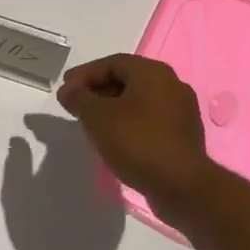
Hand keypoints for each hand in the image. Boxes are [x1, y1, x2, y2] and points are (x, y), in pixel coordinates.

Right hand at [56, 54, 218, 217]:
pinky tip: (115, 139)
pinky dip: (129, 123)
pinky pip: (150, 120)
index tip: (65, 91)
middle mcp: (172, 84)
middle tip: (76, 106)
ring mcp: (181, 111)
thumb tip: (68, 90)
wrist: (181, 186)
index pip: (112, 63)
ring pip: (138, 101)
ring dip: (112, 108)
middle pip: (127, 79)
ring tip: (91, 124)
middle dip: (97, 91)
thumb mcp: (97, 117)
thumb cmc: (137, 142)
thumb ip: (78, 98)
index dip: (84, 75)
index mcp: (153, 73)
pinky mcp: (184, 135)